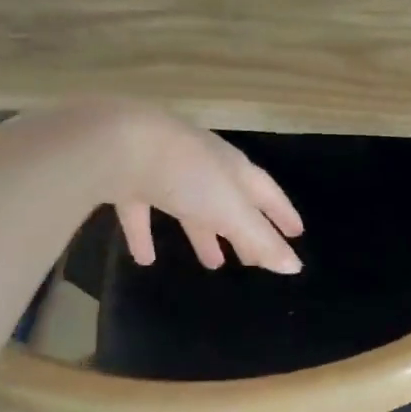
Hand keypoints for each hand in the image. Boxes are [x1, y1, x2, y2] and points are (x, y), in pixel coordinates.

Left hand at [100, 104, 304, 273]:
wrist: (115, 144)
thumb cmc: (185, 176)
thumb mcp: (230, 212)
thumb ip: (260, 240)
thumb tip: (295, 267)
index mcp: (233, 168)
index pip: (267, 192)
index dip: (281, 213)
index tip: (295, 234)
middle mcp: (203, 165)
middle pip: (230, 201)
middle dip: (243, 229)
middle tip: (252, 259)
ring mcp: (164, 169)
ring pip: (190, 206)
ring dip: (202, 234)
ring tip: (213, 263)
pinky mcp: (127, 178)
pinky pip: (143, 211)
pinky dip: (145, 235)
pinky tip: (145, 260)